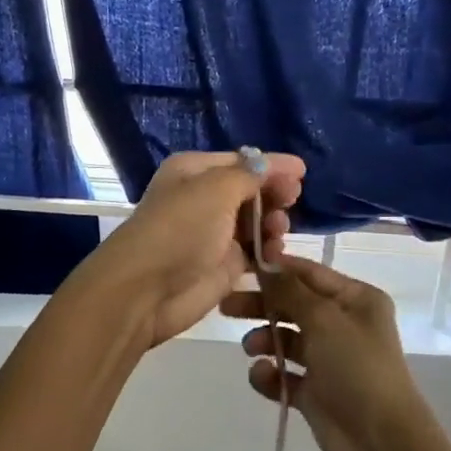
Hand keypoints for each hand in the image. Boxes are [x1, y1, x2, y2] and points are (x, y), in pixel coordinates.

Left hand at [91, 151, 304, 349]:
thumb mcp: (215, 190)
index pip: (241, 161)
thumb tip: (274, 163)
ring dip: (273, 222)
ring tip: (277, 230)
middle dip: (273, 194)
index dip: (271, 166)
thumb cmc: (180, 229)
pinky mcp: (223, 264)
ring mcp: (214, 233)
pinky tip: (276, 251)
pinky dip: (268, 249)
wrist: (147, 290)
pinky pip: (255, 250)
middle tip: (291, 202)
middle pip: (250, 190)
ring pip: (255, 221)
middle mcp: (203, 198)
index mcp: (194, 171)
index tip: (303, 173)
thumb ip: (250, 175)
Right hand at [221, 255, 427, 450]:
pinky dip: (270, 374)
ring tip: (252, 349)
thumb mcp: (323, 319)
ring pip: (285, 339)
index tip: (240, 266)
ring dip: (264, 340)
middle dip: (261, 305)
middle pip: (292, 305)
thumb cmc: (356, 366)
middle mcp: (343, 324)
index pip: (308, 273)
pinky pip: (284, 374)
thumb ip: (289, 290)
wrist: (380, 439)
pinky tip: (263, 377)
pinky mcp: (315, 390)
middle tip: (227, 308)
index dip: (276, 269)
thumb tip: (266, 262)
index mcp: (355, 299)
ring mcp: (328, 358)